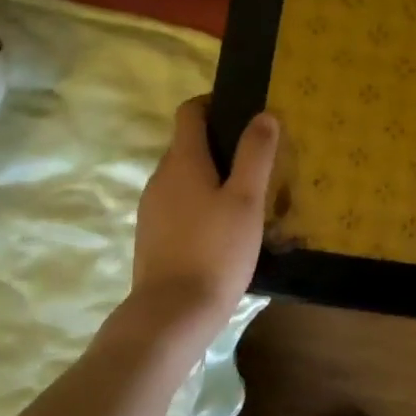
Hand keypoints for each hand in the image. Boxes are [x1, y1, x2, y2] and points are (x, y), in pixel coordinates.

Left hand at [130, 97, 278, 332]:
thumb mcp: (246, 201)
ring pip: (184, 177)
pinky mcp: (152, 235)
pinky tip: (225, 227)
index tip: (244, 111)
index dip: (214, 103)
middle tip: (259, 159)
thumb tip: (264, 115)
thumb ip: (255, 155)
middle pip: (188, 145)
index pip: (190, 112)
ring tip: (248, 195)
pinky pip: (179, 204)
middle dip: (221, 144)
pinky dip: (201, 202)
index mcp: (182, 161)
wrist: (173, 313)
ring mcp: (152, 208)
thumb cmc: (216, 251)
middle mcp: (160, 177)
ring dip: (212, 176)